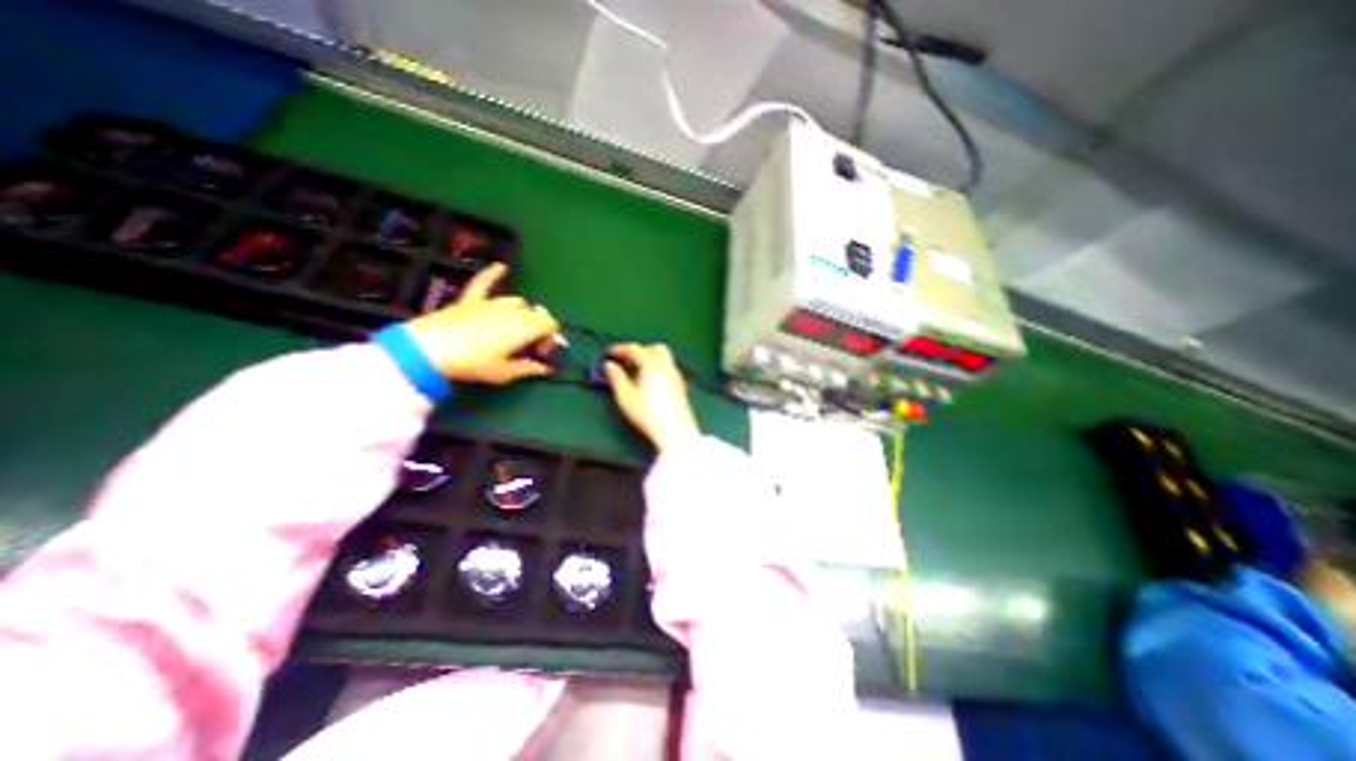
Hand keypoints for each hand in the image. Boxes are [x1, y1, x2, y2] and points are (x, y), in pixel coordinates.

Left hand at [399, 266, 559, 385]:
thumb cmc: (473, 363)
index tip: (540, 354)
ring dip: (522, 313)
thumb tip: (546, 368)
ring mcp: (491, 303)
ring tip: (517, 329)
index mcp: (525, 327)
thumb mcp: (505, 373)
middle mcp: (513, 310)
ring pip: (518, 302)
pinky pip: (484, 282)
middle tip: (529, 347)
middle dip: (539, 329)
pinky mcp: (471, 300)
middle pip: (536, 314)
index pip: (550, 326)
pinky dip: (493, 274)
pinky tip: (500, 266)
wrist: (430, 350)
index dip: (551, 339)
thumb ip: (529, 369)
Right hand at [610, 343, 703, 451]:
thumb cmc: (648, 414)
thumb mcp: (626, 397)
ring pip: (664, 358)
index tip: (609, 353)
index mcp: (652, 365)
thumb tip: (609, 365)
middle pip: (655, 348)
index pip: (635, 349)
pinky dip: (657, 368)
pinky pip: (668, 369)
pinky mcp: (680, 386)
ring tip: (636, 372)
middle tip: (626, 360)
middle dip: (640, 350)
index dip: (620, 349)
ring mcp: (676, 376)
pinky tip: (649, 382)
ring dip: (650, 359)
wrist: (676, 432)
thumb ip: (616, 378)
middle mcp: (667, 366)